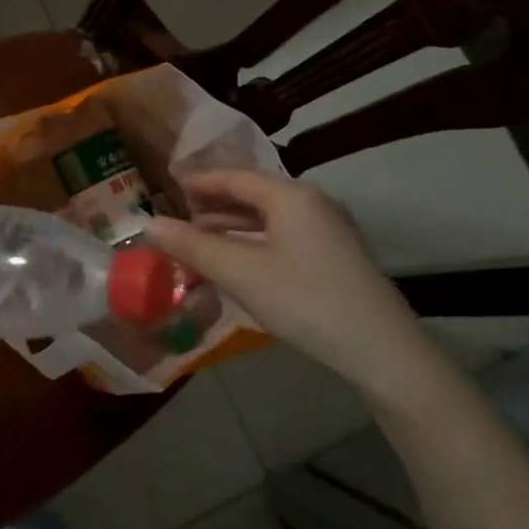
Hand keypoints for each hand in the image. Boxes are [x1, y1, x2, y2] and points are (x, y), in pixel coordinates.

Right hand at [146, 170, 448, 410]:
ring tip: (200, 241)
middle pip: (254, 195)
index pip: (235, 178)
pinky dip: (254, 242)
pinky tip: (239, 263)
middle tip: (180, 217)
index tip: (170, 186)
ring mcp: (329, 231)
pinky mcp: (336, 257)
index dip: (200, 182)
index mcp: (291, 197)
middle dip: (214, 206)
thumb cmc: (305, 301)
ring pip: (270, 219)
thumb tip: (147, 223)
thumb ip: (192, 246)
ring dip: (233, 227)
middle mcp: (313, 204)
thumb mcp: (240, 273)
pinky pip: (284, 237)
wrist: (382, 351)